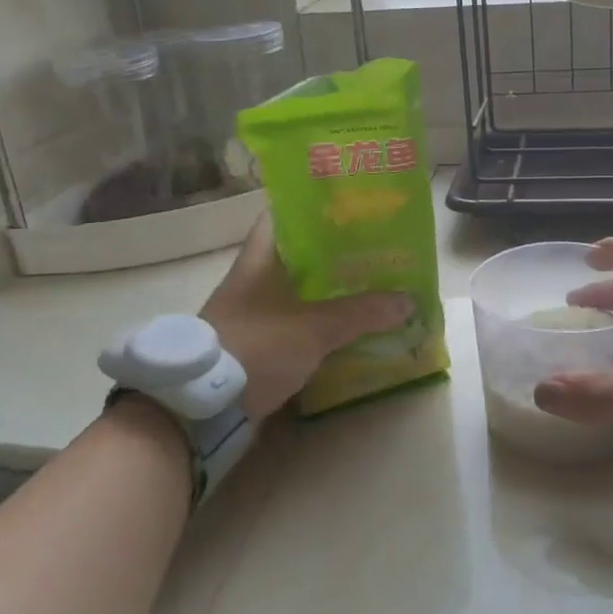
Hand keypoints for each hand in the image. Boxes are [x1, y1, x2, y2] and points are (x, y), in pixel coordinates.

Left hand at [200, 216, 413, 420]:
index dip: (313, 206)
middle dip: (335, 253)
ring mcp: (253, 313)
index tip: (350, 206)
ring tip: (371, 287)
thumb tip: (408, 300)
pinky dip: (319, 322)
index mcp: (259, 259)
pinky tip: (348, 328)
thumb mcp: (314, 328)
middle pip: (298, 255)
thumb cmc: (256, 347)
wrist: (203, 407)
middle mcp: (254, 280)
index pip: (282, 215)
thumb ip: (361, 313)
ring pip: (299, 291)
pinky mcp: (256, 343)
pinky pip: (295, 322)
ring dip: (329, 291)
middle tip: (374, 249)